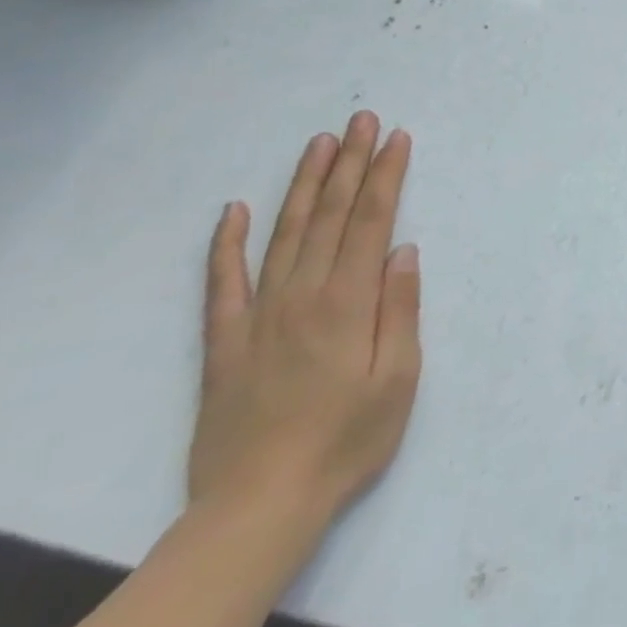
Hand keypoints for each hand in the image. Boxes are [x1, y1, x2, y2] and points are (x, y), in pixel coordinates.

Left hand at [189, 111, 421, 538]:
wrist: (258, 507)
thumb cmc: (345, 441)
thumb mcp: (398, 379)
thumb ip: (400, 309)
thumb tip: (403, 250)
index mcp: (347, 301)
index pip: (372, 220)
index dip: (386, 175)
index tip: (397, 138)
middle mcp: (302, 294)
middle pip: (331, 214)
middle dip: (350, 162)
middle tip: (361, 119)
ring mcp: (259, 314)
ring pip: (285, 233)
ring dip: (305, 184)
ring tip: (320, 143)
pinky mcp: (226, 341)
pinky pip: (223, 282)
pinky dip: (226, 243)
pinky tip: (233, 210)